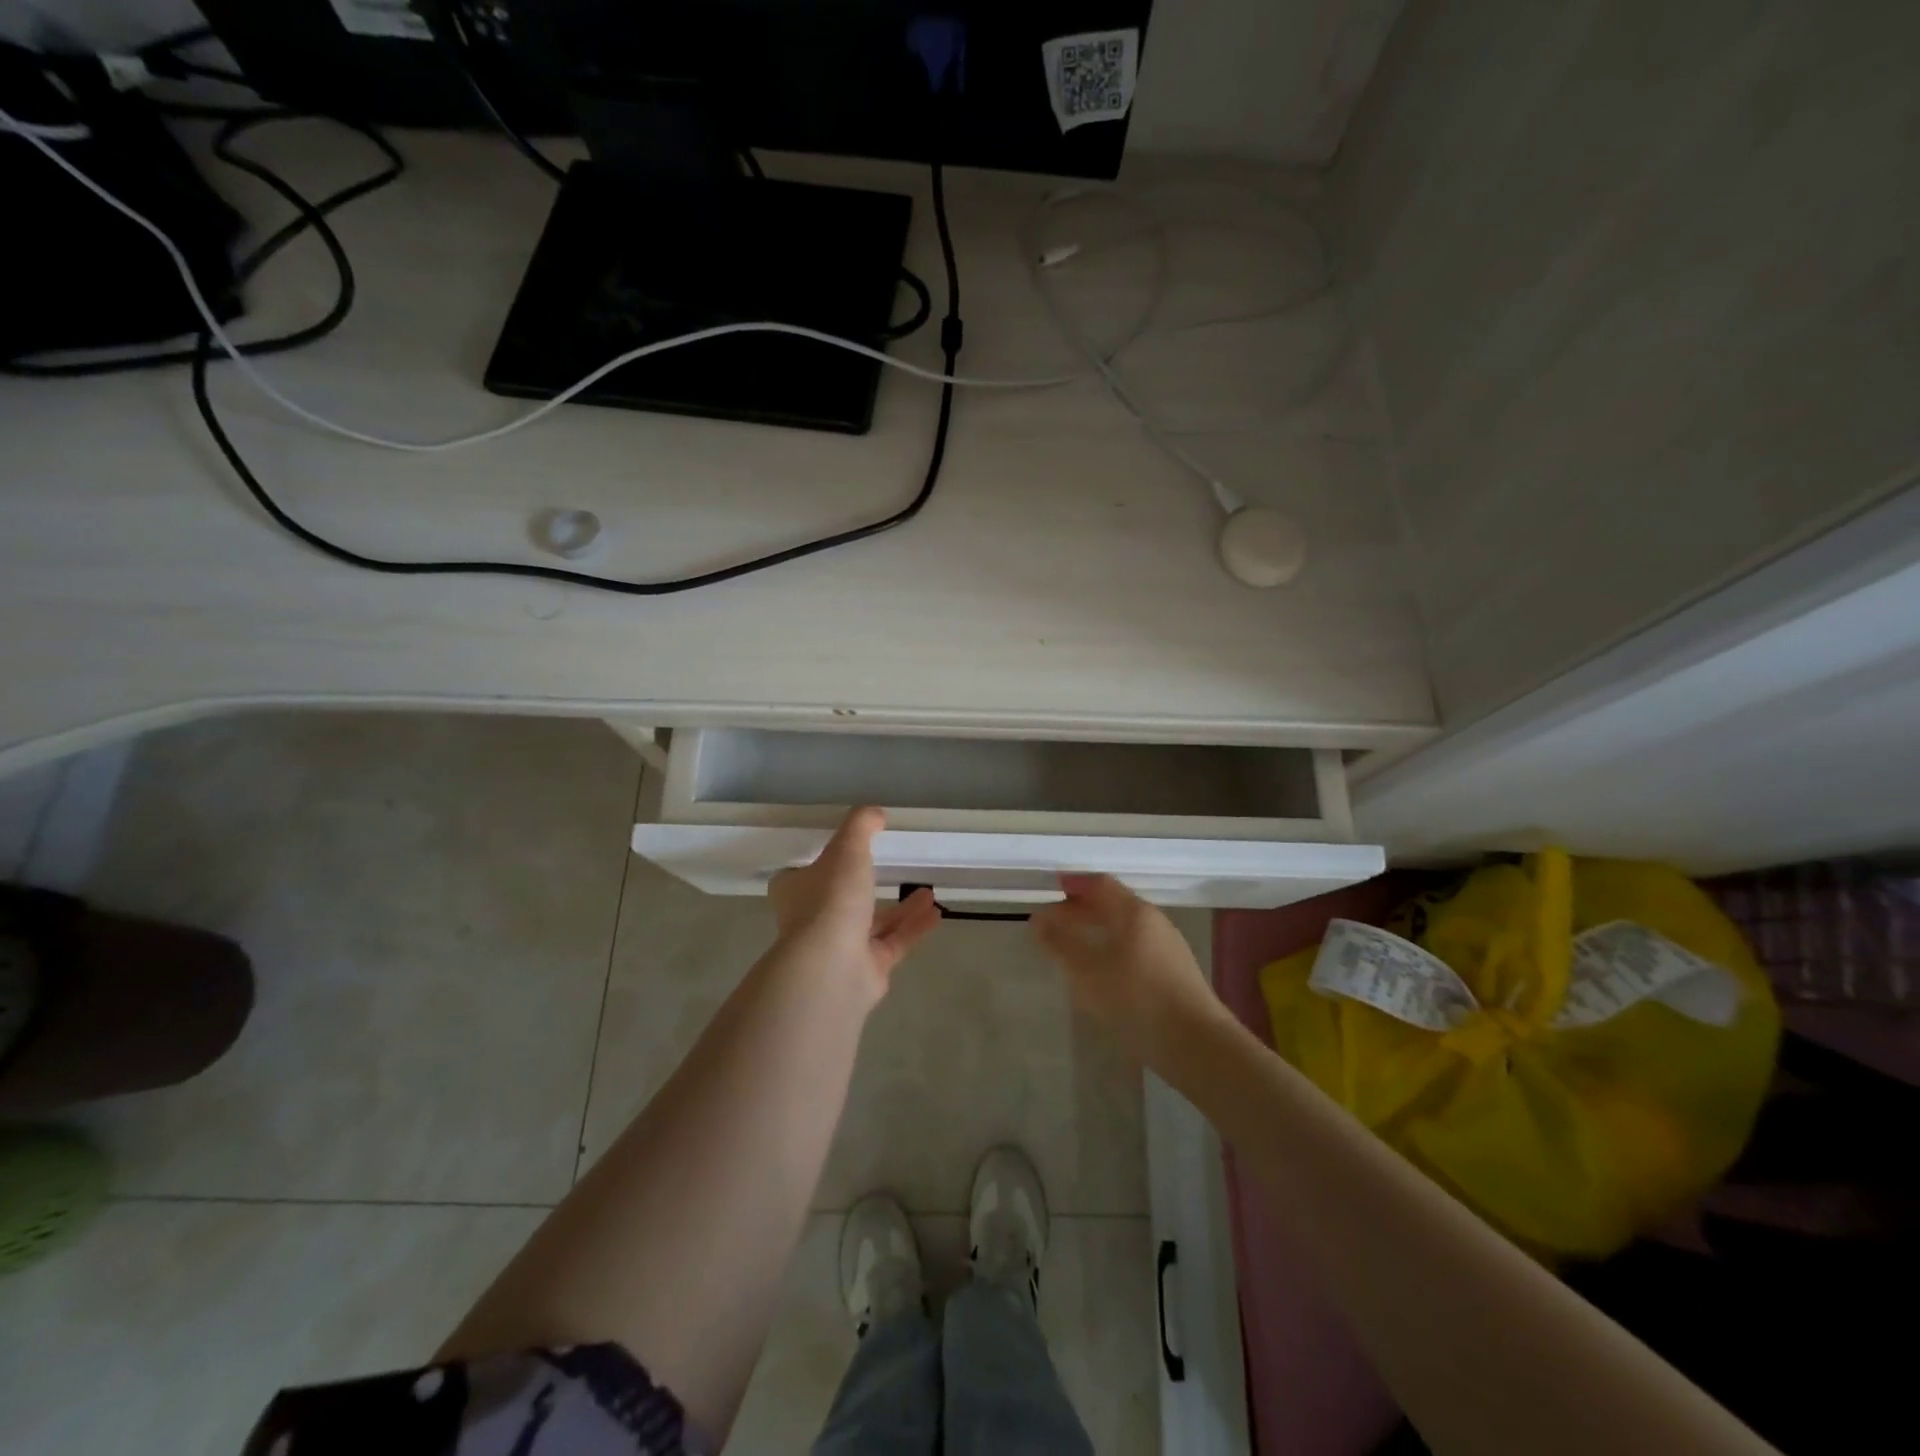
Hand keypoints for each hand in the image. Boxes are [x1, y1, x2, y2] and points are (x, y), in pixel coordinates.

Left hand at [767, 807, 940, 1006]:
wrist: (833, 967)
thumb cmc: (831, 900)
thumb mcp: (847, 849)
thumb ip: (860, 826)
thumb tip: (875, 813)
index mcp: (797, 891)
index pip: (804, 875)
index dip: (822, 863)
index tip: (846, 852)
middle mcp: (814, 920)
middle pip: (841, 900)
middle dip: (868, 886)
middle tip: (893, 869)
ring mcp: (840, 948)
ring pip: (873, 923)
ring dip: (901, 908)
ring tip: (927, 890)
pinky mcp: (866, 969)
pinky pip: (894, 943)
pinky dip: (914, 928)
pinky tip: (936, 913)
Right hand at [1030, 874, 1223, 1063]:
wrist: (1197, 1045)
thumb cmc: (1137, 999)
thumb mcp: (1088, 972)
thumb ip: (1060, 944)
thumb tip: (1038, 920)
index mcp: (1135, 913)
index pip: (1100, 885)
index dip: (1075, 884)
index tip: (1052, 887)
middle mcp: (1155, 923)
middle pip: (1114, 905)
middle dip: (1082, 910)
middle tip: (1053, 921)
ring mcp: (1169, 948)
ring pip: (1126, 928)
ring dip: (1097, 931)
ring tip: (1072, 948)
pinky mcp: (1175, 974)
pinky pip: (1136, 949)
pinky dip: (1112, 949)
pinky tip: (1102, 973)